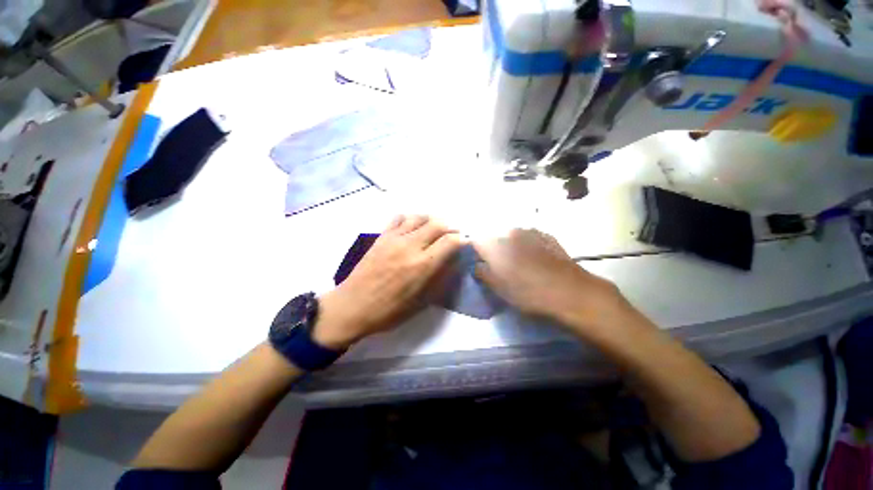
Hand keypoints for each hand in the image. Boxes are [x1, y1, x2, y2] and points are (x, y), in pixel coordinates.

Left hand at [313, 215, 463, 348]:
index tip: (464, 244)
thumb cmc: (389, 311)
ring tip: (434, 230)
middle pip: (438, 224)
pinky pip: (399, 218)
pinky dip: (410, 219)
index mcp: (423, 266)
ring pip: (420, 217)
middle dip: (450, 228)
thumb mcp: (421, 302)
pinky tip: (412, 228)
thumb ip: (440, 279)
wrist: (352, 306)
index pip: (451, 242)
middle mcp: (411, 246)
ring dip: (431, 221)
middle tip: (451, 236)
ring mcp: (394, 238)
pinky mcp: (381, 236)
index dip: (462, 240)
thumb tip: (453, 261)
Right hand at [473, 229, 633, 335]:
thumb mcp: (499, 288)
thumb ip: (483, 273)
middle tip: (496, 265)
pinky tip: (533, 258)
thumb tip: (477, 266)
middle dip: (491, 248)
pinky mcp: (546, 236)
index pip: (476, 240)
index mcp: (495, 244)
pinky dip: (525, 245)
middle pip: (493, 236)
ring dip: (509, 245)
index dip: (474, 250)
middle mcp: (510, 232)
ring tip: (516, 262)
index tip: (478, 261)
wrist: (570, 292)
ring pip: (511, 235)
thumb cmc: (528, 292)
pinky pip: (528, 237)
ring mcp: (530, 232)